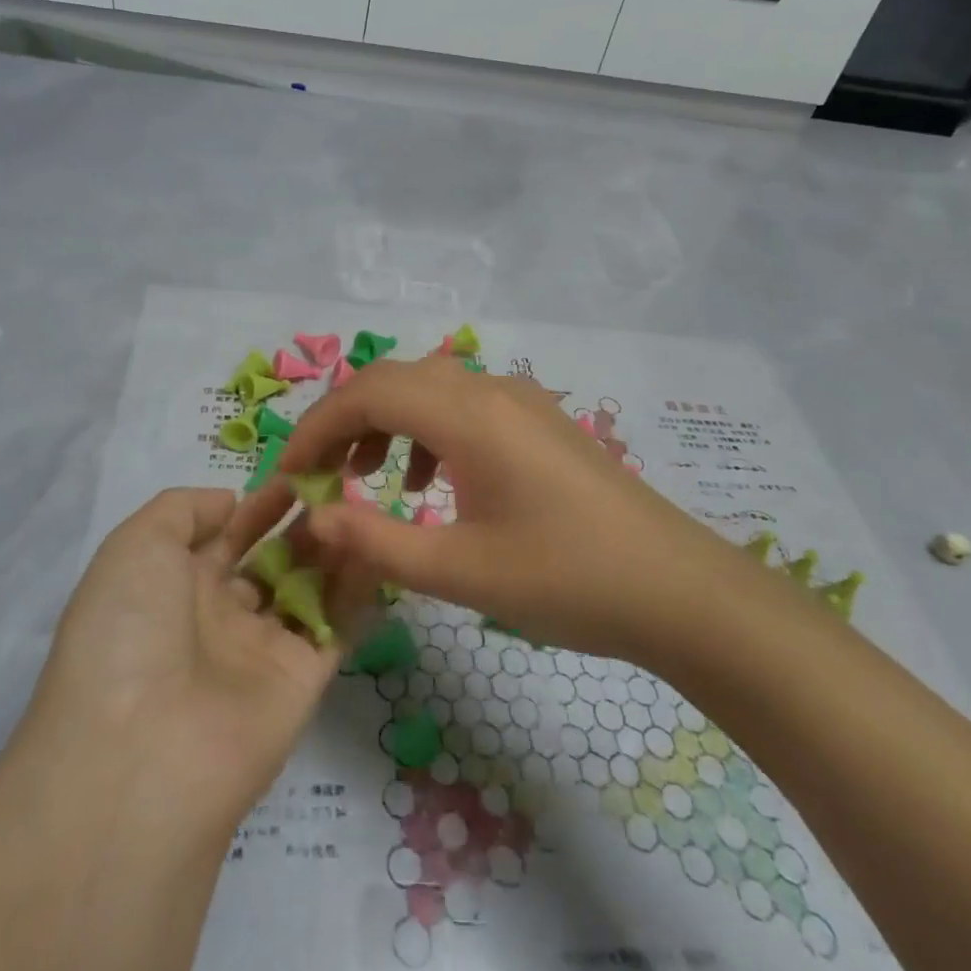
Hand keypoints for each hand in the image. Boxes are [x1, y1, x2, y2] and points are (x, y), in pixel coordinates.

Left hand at [22, 488, 345, 835]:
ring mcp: (261, 651)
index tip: (298, 474)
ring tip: (359, 510)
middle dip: (301, 525)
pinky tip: (378, 548)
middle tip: (341, 489)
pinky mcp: (302, 681)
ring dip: (332, 550)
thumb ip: (183, 509)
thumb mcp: (136, 545)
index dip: (259, 504)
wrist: (142, 753)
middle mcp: (217, 617)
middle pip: (270, 560)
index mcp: (173, 586)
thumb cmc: (130, 629)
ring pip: (307, 589)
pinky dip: (358, 591)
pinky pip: (336, 627)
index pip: (225, 535)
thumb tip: (231, 503)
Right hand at [227, 357, 730, 664]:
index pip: (367, 394)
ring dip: (385, 421)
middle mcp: (490, 390)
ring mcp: (520, 400)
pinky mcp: (538, 421)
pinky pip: (463, 404)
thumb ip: (376, 540)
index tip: (290, 475)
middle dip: (344, 420)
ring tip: (368, 477)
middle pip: (393, 379)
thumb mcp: (460, 571)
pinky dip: (427, 431)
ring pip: (428, 387)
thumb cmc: (568, 581)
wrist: (680, 591)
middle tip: (319, 474)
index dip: (317, 428)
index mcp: (468, 415)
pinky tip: (431, 483)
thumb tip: (314, 517)